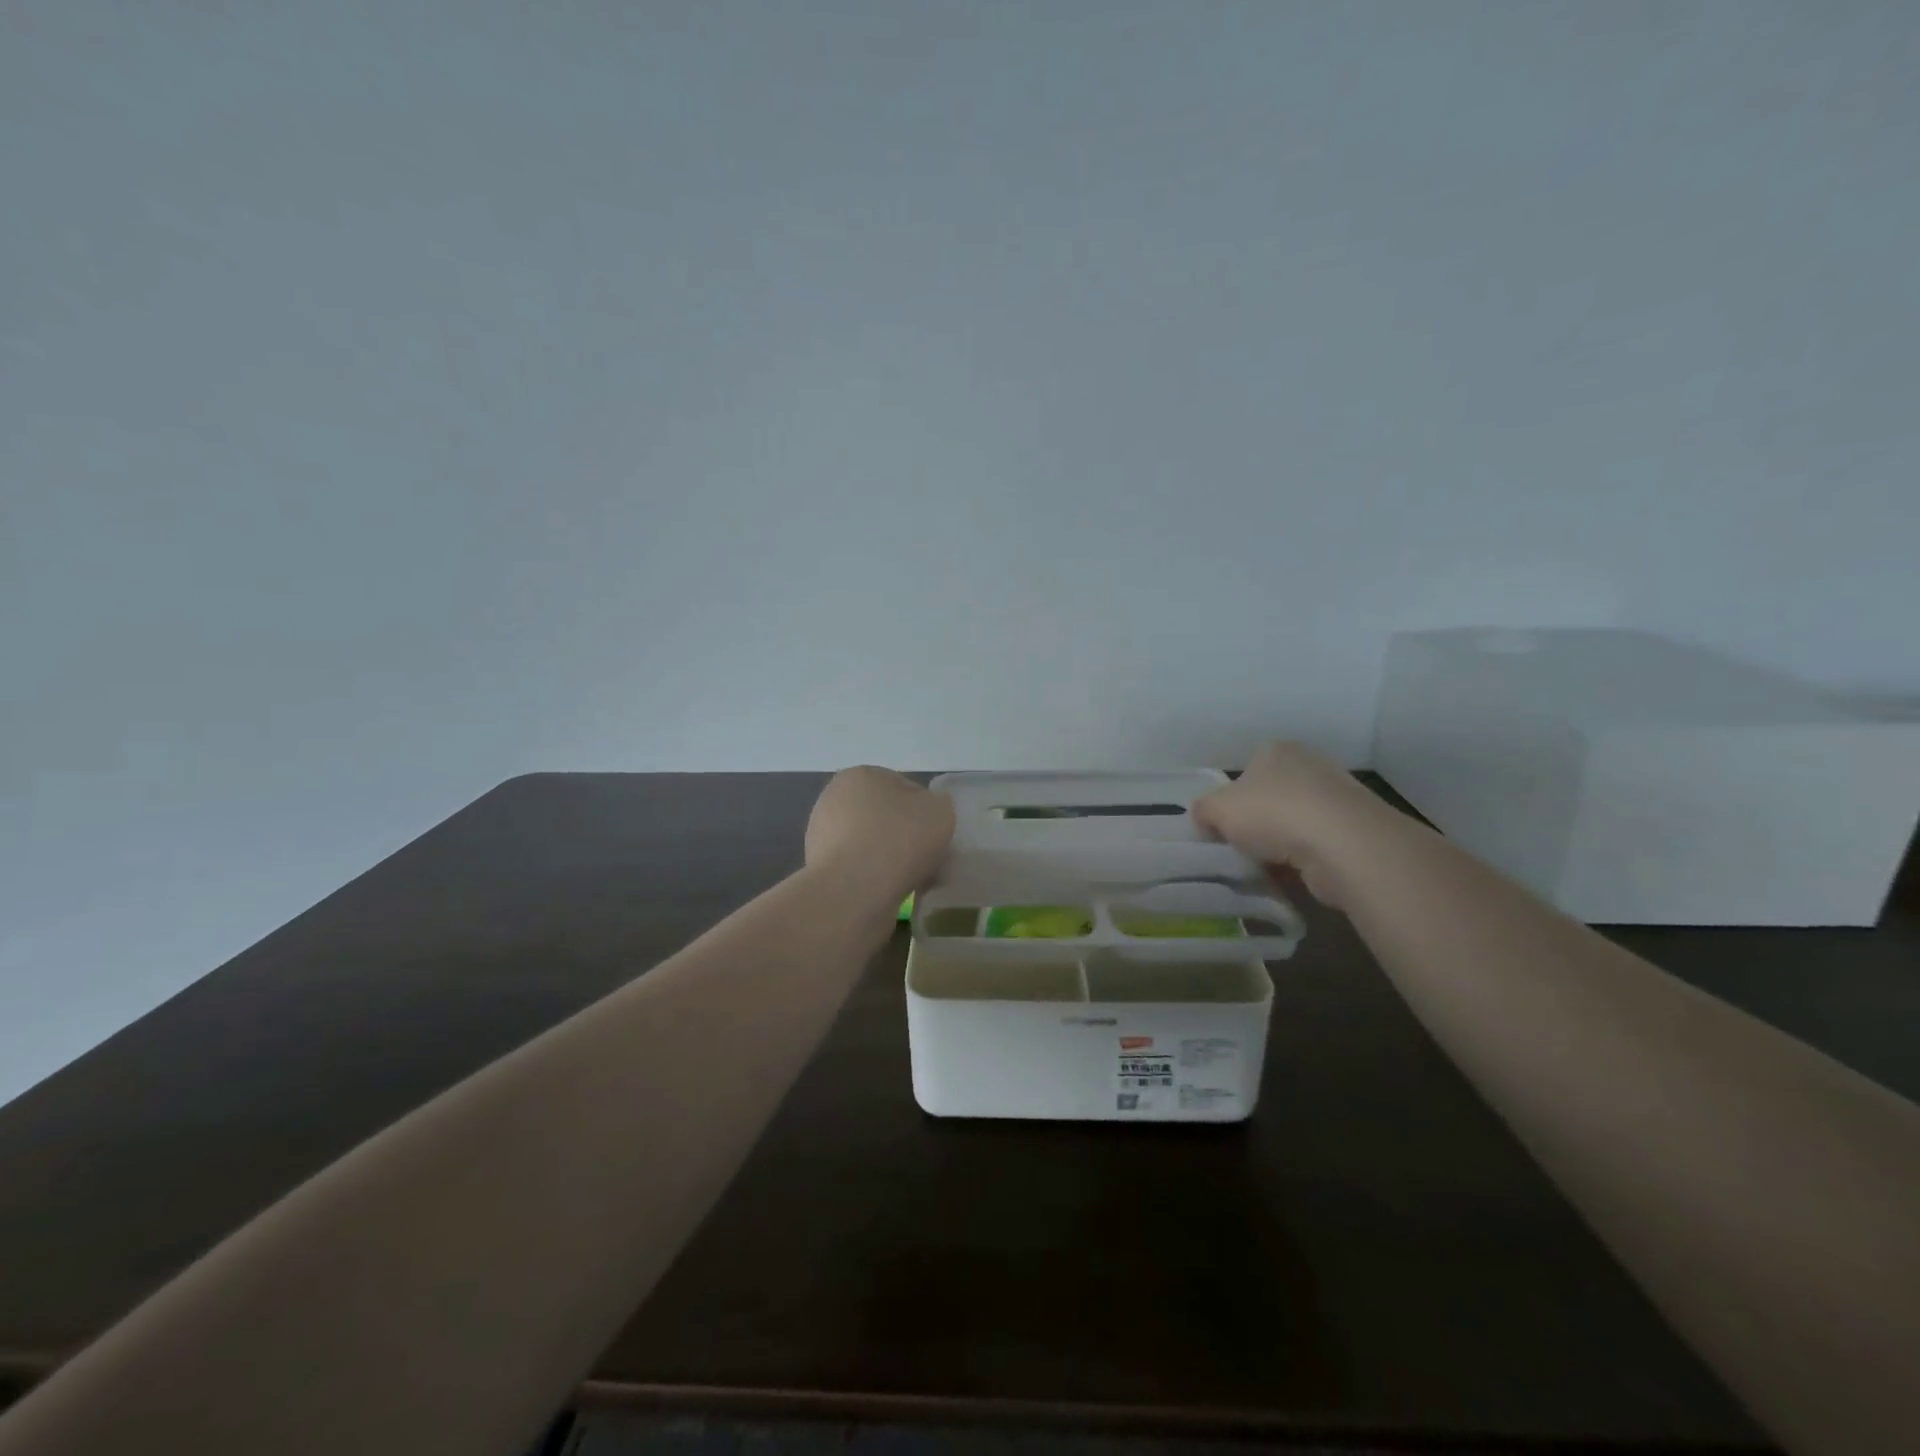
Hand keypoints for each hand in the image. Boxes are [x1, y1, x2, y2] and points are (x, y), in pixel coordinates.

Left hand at [805, 767, 955, 900]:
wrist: (853, 892)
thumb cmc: (898, 839)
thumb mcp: (940, 812)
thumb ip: (938, 805)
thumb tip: (927, 814)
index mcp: (860, 775)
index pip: (903, 788)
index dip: (925, 812)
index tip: (936, 835)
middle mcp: (833, 798)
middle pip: (883, 816)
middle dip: (904, 835)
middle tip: (926, 858)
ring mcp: (821, 835)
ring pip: (870, 844)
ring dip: (889, 858)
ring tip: (911, 880)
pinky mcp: (818, 869)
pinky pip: (858, 869)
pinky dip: (873, 878)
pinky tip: (890, 892)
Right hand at [1191, 742, 1382, 906]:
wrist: (1343, 846)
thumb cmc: (1273, 813)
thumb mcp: (1215, 808)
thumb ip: (1202, 811)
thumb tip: (1206, 822)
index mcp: (1276, 750)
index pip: (1245, 772)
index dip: (1229, 801)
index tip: (1221, 827)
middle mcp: (1310, 765)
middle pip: (1270, 798)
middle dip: (1255, 824)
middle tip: (1239, 849)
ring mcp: (1337, 798)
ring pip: (1293, 824)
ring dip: (1278, 846)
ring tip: (1262, 868)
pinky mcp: (1355, 831)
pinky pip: (1315, 847)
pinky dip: (1301, 862)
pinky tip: (1289, 877)